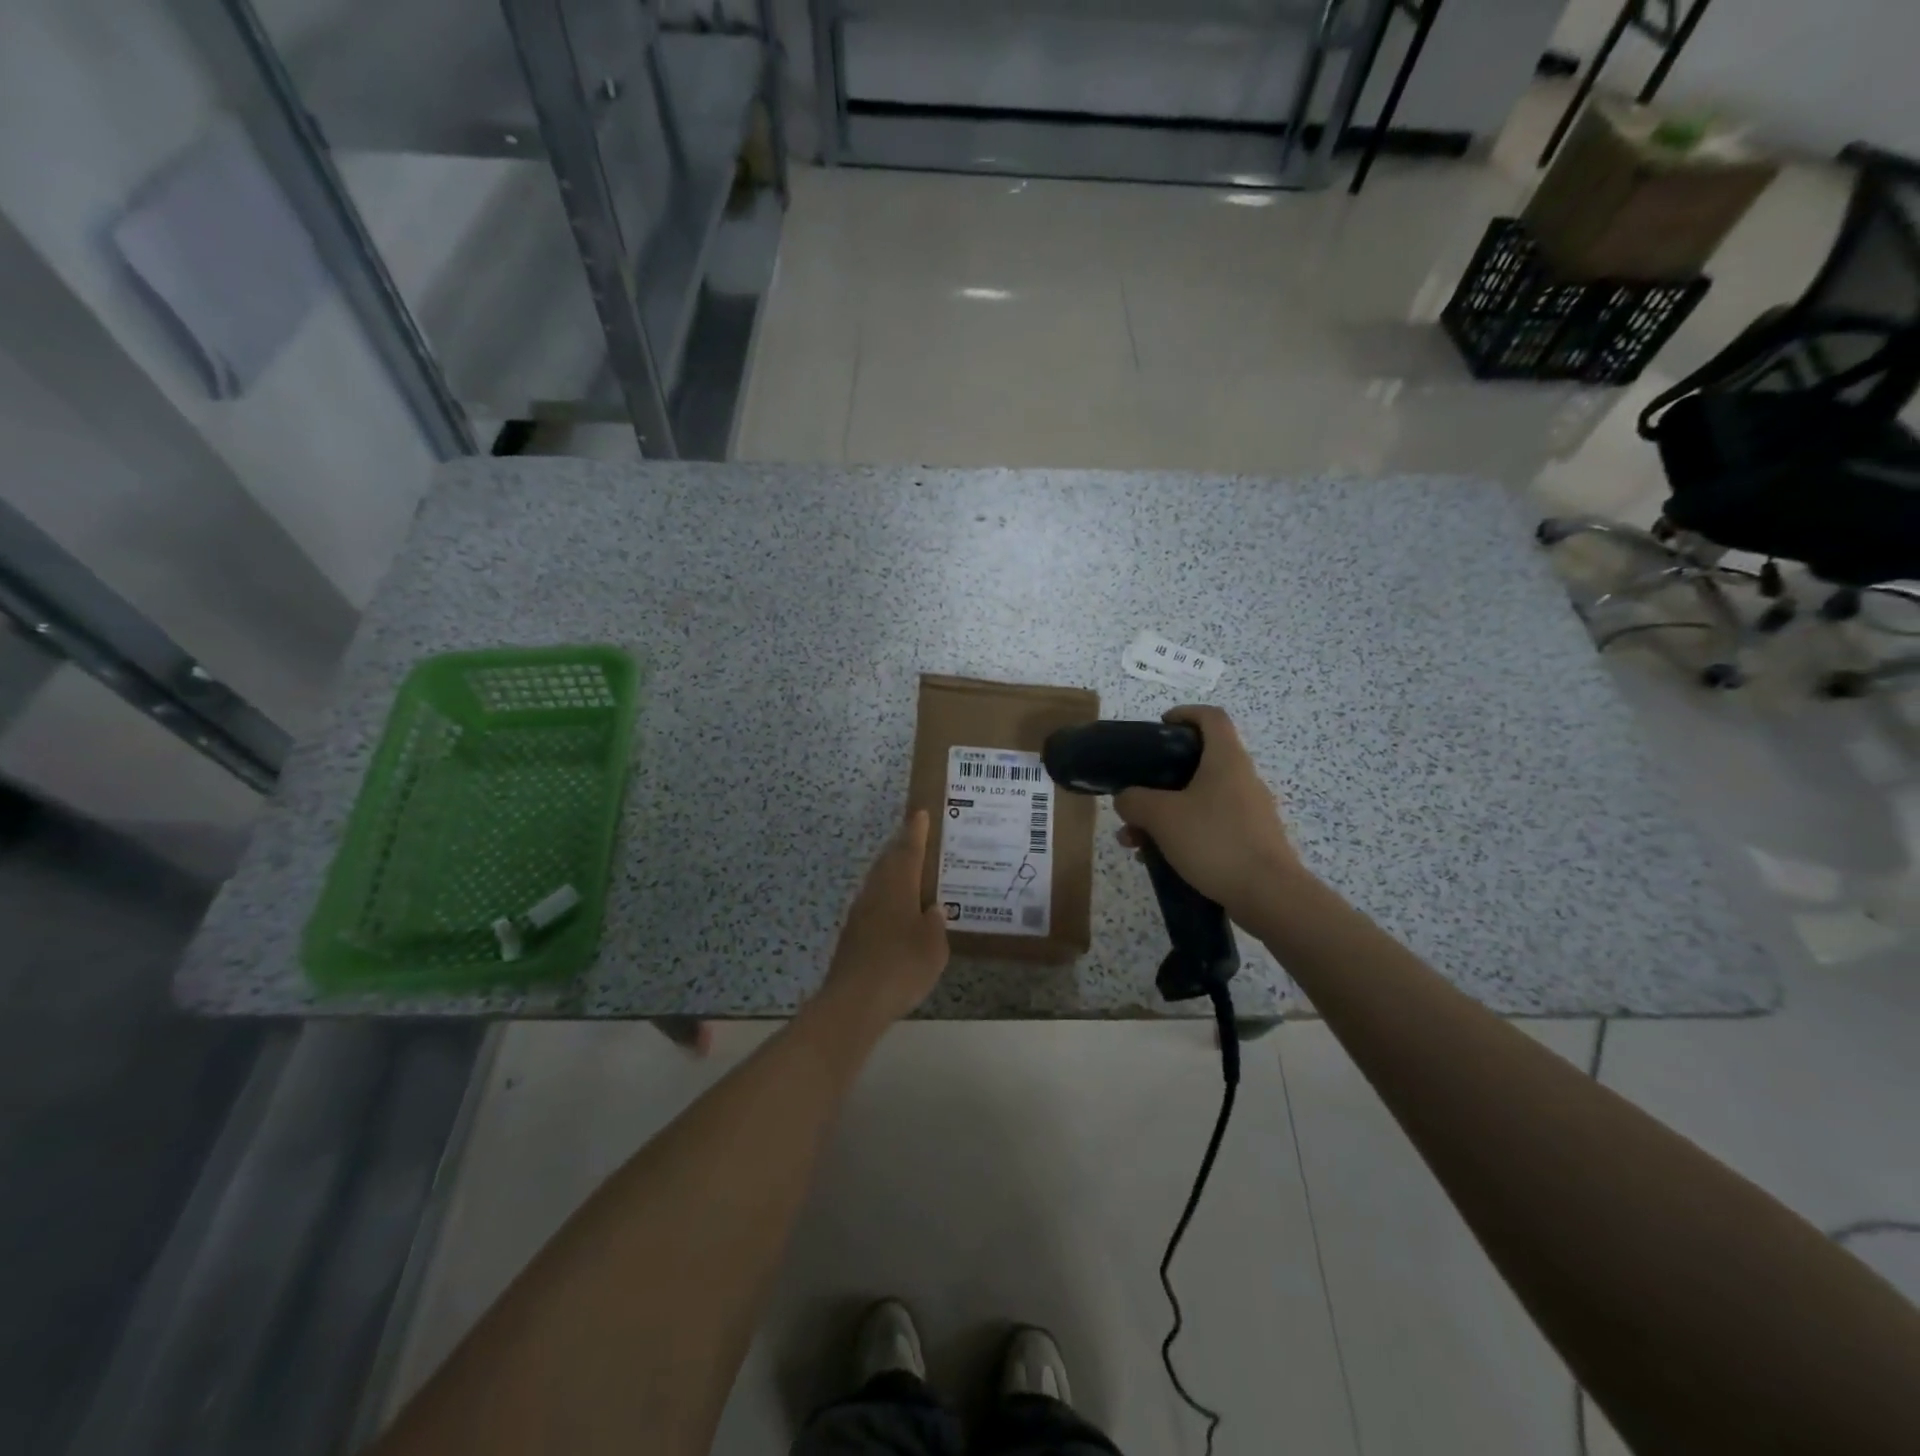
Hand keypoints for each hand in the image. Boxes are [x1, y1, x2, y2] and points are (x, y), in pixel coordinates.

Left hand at [818, 810, 949, 1030]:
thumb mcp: (933, 947)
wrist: (854, 1001)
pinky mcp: (852, 934)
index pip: (908, 850)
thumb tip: (932, 909)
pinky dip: (886, 898)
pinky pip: (873, 903)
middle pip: (888, 862)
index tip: (919, 813)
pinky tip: (896, 912)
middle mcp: (875, 892)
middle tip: (916, 838)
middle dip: (901, 848)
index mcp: (897, 887)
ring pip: (878, 882)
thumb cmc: (901, 967)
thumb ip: (934, 924)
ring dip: (892, 872)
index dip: (916, 832)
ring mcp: (860, 913)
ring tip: (909, 872)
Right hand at [1114, 705, 1304, 922]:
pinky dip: (1184, 833)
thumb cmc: (1214, 841)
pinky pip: (1211, 825)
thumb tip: (1127, 799)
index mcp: (1226, 760)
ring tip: (1135, 841)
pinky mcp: (1252, 839)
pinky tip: (1160, 860)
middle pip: (1200, 762)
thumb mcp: (1161, 817)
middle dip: (1160, 779)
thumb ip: (1134, 801)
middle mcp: (1242, 778)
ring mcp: (1250, 810)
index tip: (1160, 727)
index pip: (1210, 717)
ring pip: (1200, 799)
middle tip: (1135, 797)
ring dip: (1165, 813)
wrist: (1269, 895)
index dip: (1185, 714)